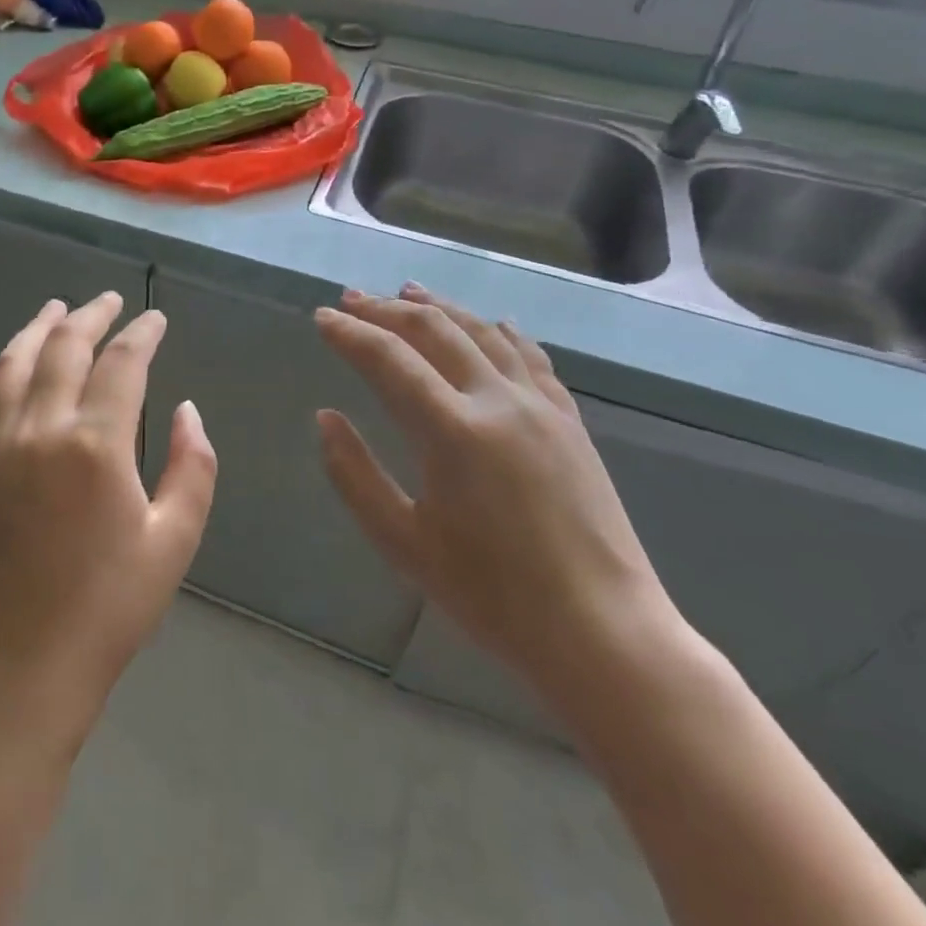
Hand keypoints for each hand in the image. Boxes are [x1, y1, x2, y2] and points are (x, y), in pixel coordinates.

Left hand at [0, 293, 217, 744]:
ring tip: (56, 308)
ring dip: (37, 329)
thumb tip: (186, 410)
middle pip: (64, 348)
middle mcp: (41, 428)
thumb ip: (190, 467)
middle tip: (109, 300)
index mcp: (96, 444)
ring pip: (14, 364)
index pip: (122, 363)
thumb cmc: (108, 608)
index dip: (142, 333)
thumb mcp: (174, 542)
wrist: (20, 666)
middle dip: (90, 316)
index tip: (155, 319)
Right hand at [315, 284, 682, 702]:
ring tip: (408, 292)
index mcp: (452, 431)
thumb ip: (355, 475)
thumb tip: (325, 417)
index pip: (388, 360)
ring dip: (440, 307)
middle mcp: (498, 401)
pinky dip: (500, 331)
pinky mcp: (570, 421)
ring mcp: (541, 406)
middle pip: (434, 331)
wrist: (603, 633)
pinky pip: (531, 357)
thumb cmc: (492, 597)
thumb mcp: (403, 544)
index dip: (350, 333)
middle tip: (352, 299)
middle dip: (386, 310)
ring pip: (483, 332)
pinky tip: (491, 323)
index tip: (322, 317)